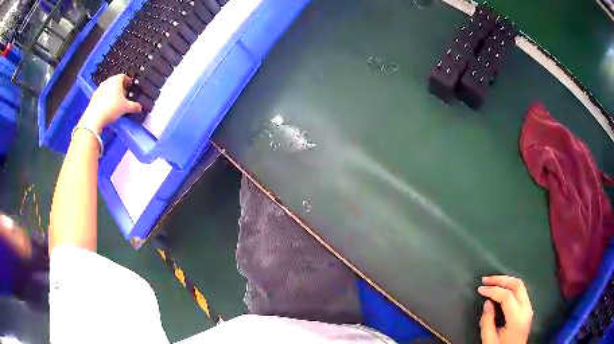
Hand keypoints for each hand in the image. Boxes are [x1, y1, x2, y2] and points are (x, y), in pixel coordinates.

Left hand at [79, 74, 141, 133]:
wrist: (94, 117)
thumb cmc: (112, 107)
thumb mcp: (125, 108)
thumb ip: (133, 106)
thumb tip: (140, 108)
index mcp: (116, 80)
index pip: (124, 77)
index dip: (128, 81)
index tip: (130, 85)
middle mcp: (108, 81)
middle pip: (115, 82)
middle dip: (120, 87)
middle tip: (124, 94)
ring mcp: (100, 88)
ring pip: (108, 87)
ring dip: (112, 92)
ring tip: (115, 100)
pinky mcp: (94, 96)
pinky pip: (102, 94)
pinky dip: (106, 97)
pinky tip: (107, 105)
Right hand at [478, 275, 532, 343]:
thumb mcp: (489, 340)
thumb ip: (487, 322)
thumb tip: (487, 303)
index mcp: (517, 318)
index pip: (507, 296)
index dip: (493, 290)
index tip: (480, 289)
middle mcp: (526, 309)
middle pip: (517, 285)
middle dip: (501, 279)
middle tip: (486, 279)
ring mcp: (529, 308)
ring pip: (520, 285)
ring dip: (506, 281)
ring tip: (492, 281)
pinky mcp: (528, 309)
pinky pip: (521, 291)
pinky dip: (510, 286)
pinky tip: (502, 288)